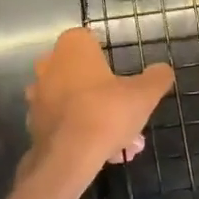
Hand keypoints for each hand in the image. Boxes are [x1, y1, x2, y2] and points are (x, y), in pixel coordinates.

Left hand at [24, 28, 174, 179]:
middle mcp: (50, 64)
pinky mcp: (34, 123)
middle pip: (85, 75)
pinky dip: (83, 134)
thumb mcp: (144, 94)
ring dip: (99, 119)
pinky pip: (65, 124)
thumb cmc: (107, 111)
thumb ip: (157, 77)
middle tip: (130, 118)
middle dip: (109, 97)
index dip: (109, 60)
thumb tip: (163, 70)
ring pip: (77, 103)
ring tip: (124, 145)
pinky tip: (105, 155)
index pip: (91, 41)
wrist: (68, 156)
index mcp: (73, 46)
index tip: (126, 80)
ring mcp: (38, 95)